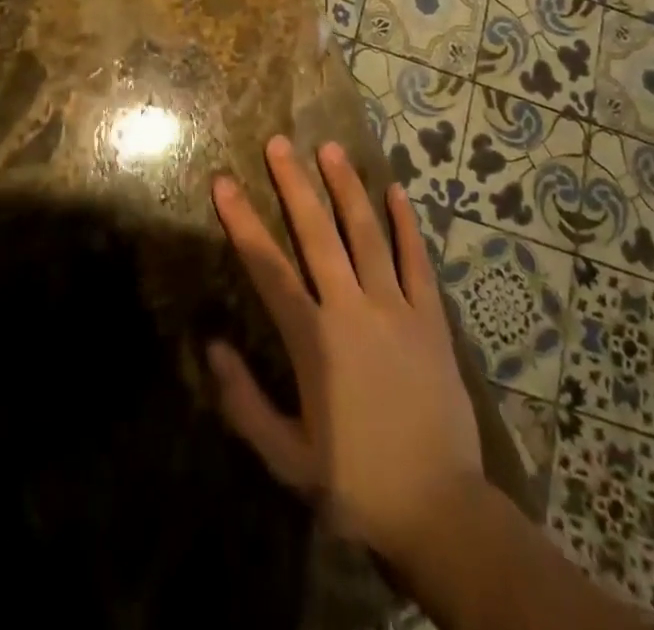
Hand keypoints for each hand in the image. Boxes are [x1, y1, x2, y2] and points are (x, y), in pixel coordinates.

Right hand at [209, 136, 482, 568]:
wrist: (441, 510)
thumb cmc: (356, 484)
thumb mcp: (288, 457)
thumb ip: (245, 401)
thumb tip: (212, 346)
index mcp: (314, 340)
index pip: (268, 267)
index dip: (242, 222)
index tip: (223, 183)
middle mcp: (352, 310)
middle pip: (317, 234)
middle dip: (294, 185)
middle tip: (278, 142)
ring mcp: (396, 308)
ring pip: (367, 234)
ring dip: (346, 188)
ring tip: (330, 148)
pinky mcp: (431, 318)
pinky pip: (417, 260)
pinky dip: (406, 223)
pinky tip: (395, 190)